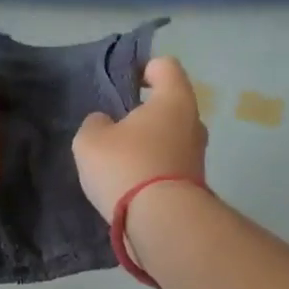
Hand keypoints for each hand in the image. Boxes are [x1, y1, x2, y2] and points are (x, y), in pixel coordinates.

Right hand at [72, 56, 207, 219]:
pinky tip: (130, 184)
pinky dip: (152, 169)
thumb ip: (95, 124)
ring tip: (120, 160)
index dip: (143, 68)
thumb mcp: (91, 140)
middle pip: (170, 105)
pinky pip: (170, 165)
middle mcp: (194, 123)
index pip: (165, 66)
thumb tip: (105, 124)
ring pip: (171, 138)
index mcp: (174, 100)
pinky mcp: (194, 185)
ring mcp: (198, 156)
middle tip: (116, 126)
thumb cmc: (126, 166)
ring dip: (149, 144)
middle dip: (145, 112)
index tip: (122, 84)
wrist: (162, 223)